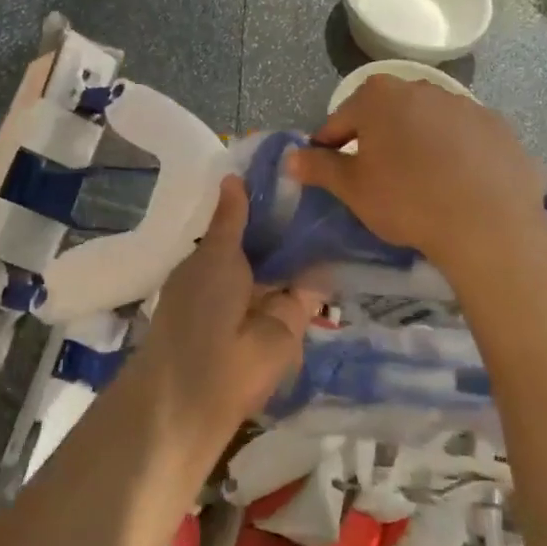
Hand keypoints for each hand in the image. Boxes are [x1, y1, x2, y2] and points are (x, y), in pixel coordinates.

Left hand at [128, 177, 318, 441]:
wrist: (209, 380)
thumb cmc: (198, 308)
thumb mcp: (213, 254)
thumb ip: (231, 219)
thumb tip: (233, 177)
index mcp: (213, 261)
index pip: (241, 224)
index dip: (259, 200)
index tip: (285, 165)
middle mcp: (242, 278)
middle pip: (270, 242)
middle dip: (289, 216)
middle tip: (320, 171)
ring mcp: (270, 299)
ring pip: (293, 262)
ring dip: (310, 237)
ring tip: (339, 191)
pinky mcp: (297, 319)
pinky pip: (313, 286)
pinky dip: (327, 263)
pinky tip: (347, 227)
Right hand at [286, 75, 546, 278]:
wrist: (488, 224)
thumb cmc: (407, 201)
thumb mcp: (353, 189)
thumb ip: (319, 167)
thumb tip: (291, 157)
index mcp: (380, 97)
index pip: (341, 119)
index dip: (330, 145)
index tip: (331, 171)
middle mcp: (421, 88)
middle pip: (386, 113)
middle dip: (376, 139)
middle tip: (376, 177)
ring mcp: (464, 104)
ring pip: (426, 122)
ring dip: (417, 142)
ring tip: (420, 182)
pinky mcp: (497, 126)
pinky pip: (463, 136)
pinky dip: (455, 152)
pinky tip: (458, 183)